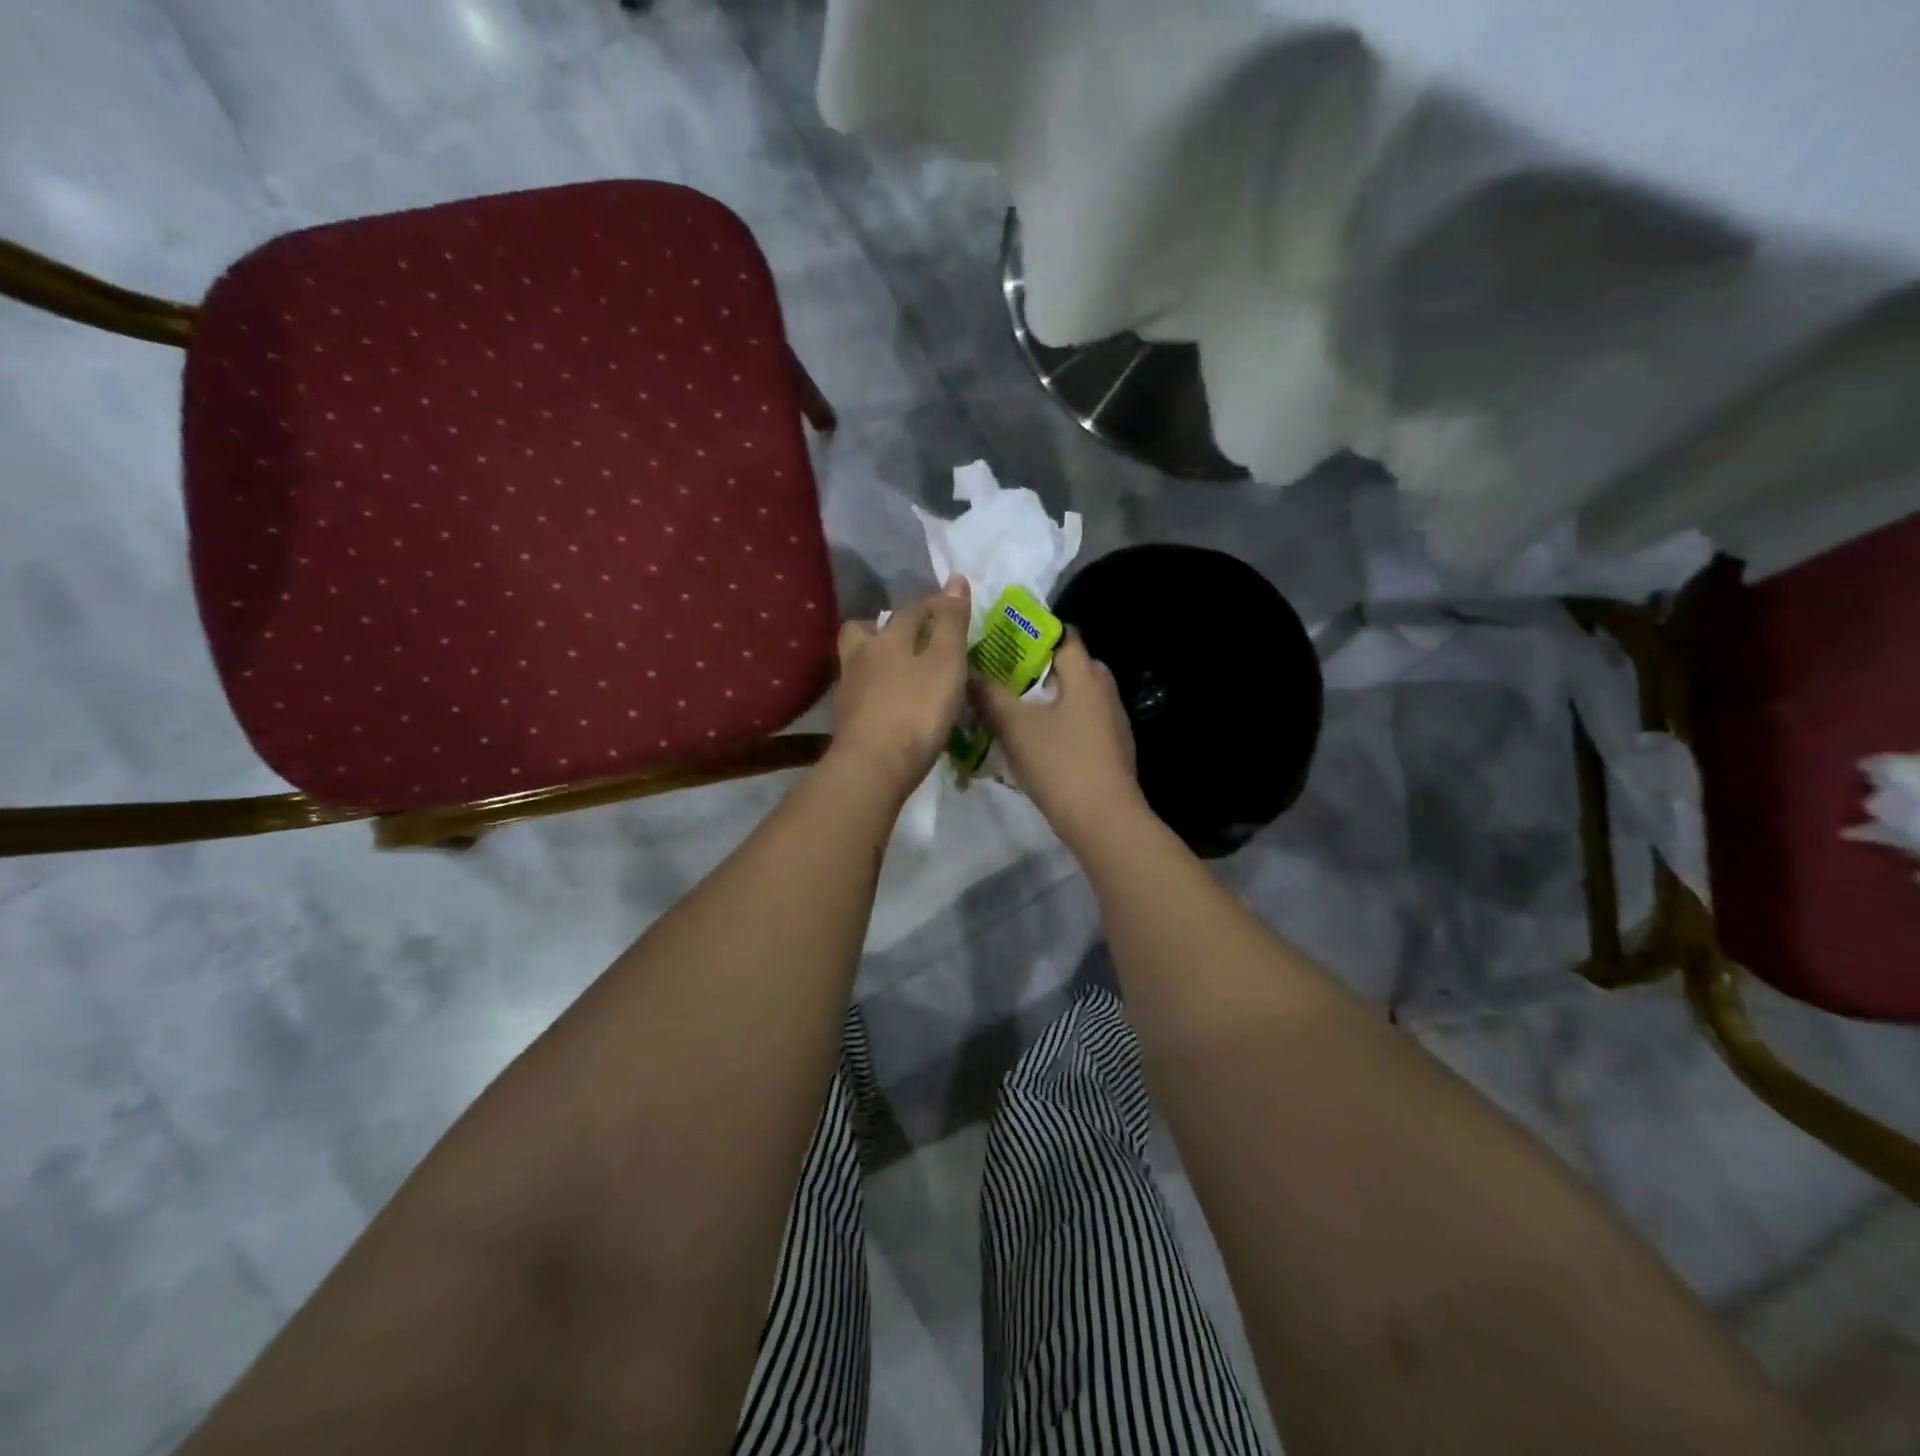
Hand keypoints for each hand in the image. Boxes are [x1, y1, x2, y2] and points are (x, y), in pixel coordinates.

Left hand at [828, 578, 971, 796]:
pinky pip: (860, 692)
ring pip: (858, 661)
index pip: (911, 610)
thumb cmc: (916, 710)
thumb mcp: (945, 662)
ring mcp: (849, 689)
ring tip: (902, 671)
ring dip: (876, 659)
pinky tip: (891, 702)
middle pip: (864, 630)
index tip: (952, 609)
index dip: (933, 606)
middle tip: (910, 638)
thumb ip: (950, 622)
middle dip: (885, 627)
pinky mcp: (846, 720)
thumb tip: (954, 578)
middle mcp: (861, 657)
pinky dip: (875, 690)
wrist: (873, 766)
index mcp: (888, 638)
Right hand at [972, 631, 1143, 846]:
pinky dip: (1058, 724)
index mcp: (1087, 676)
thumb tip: (966, 672)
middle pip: (1069, 667)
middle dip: (1036, 669)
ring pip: (1074, 698)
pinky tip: (1033, 742)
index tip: (1003, 639)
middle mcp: (1105, 691)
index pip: (1064, 636)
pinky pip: (1080, 724)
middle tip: (1001, 675)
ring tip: (1010, 708)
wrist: (1104, 821)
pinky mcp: (1110, 750)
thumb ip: (990, 696)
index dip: (1033, 633)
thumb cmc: (1061, 764)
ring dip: (1045, 699)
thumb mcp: (1016, 727)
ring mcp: (1112, 723)